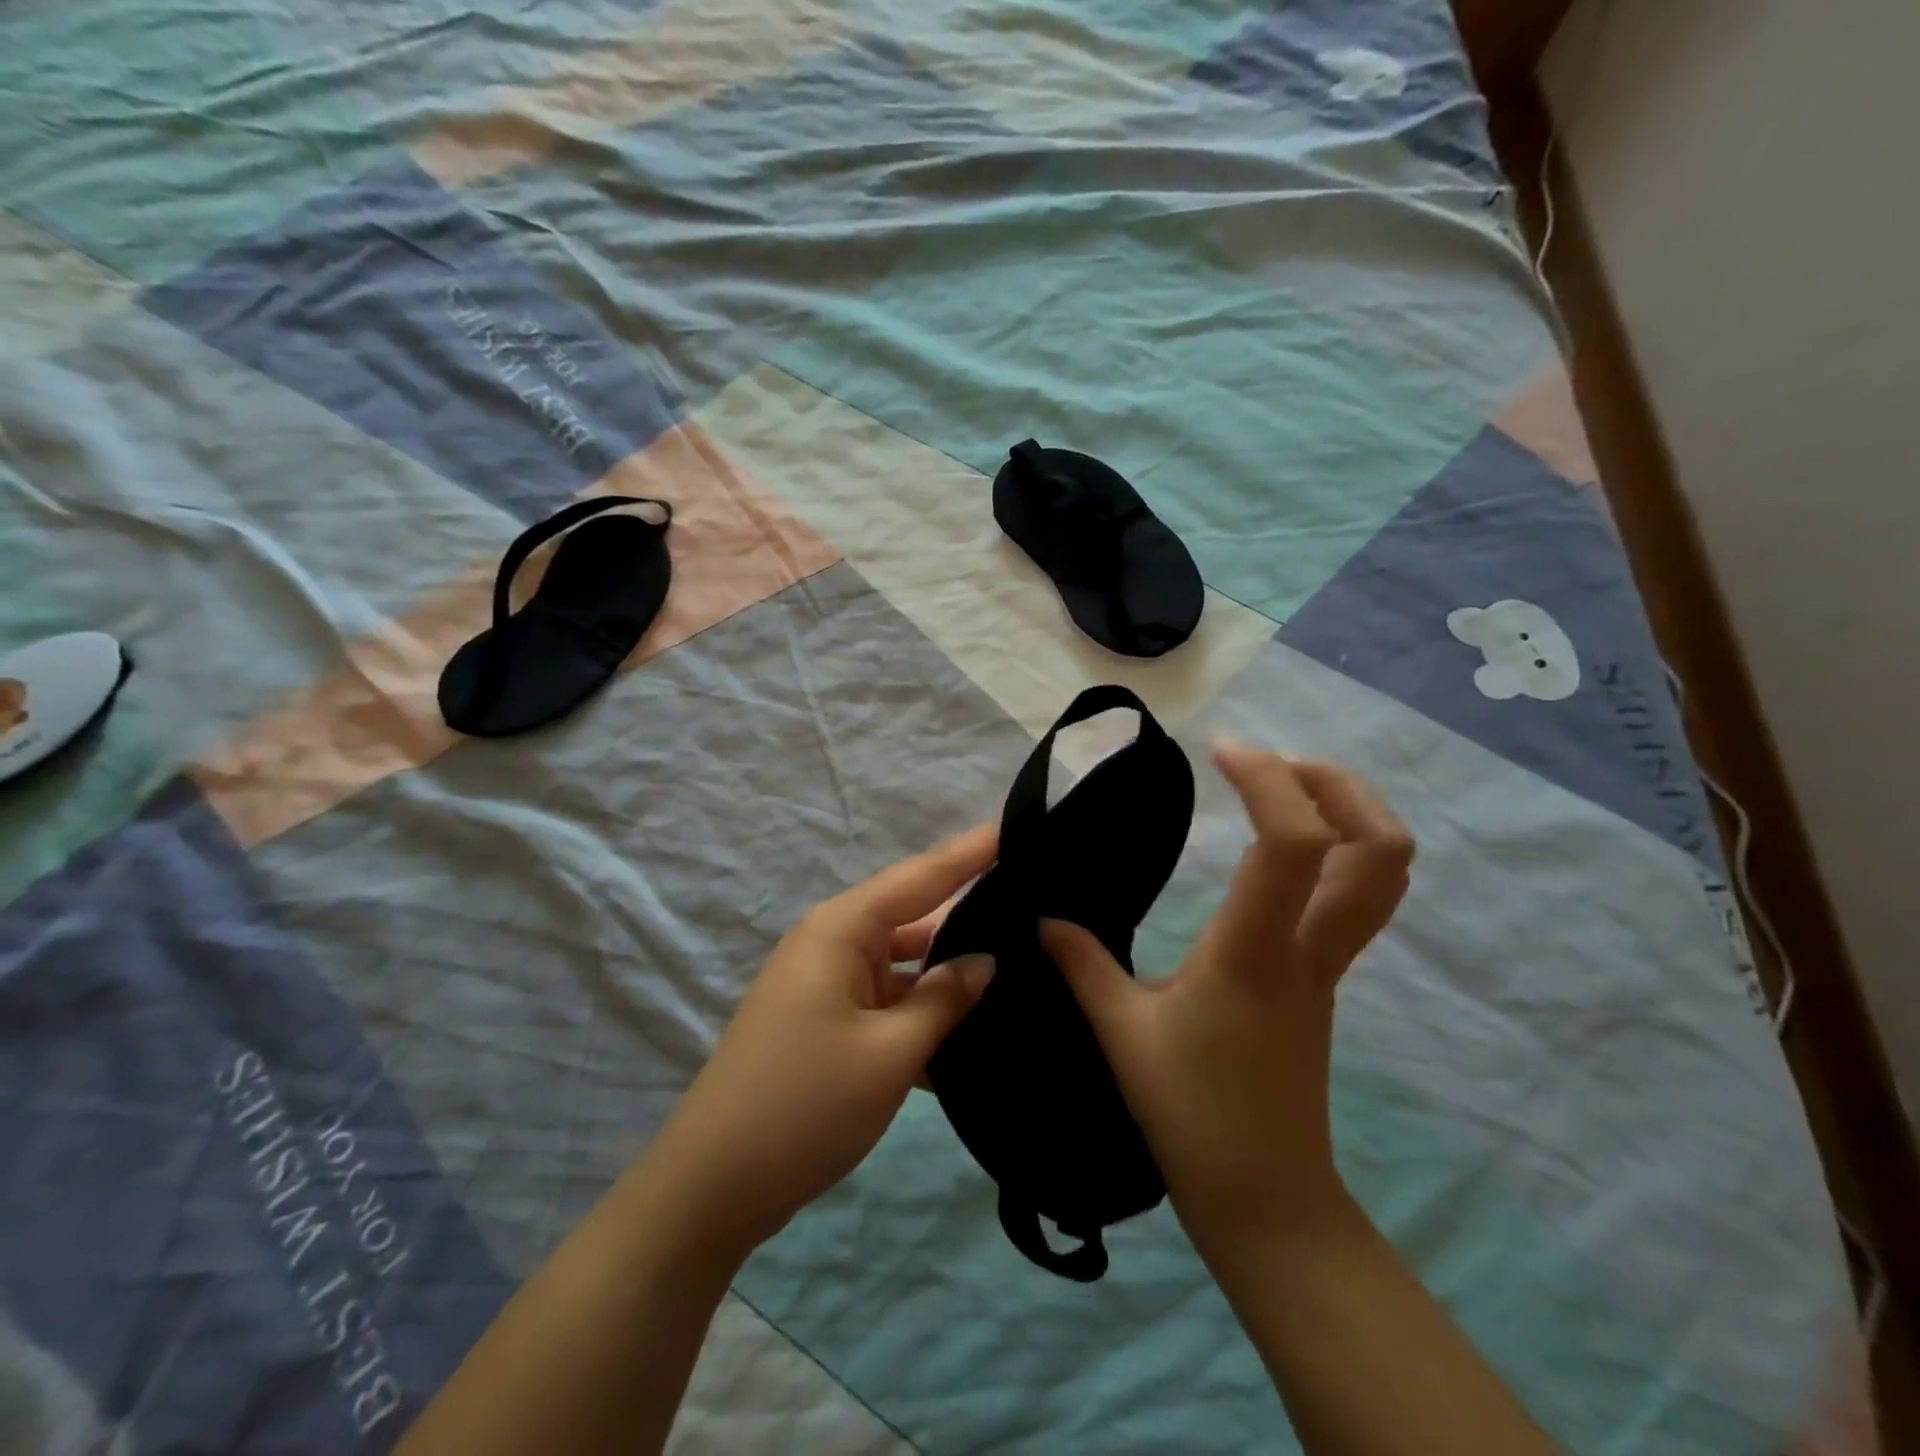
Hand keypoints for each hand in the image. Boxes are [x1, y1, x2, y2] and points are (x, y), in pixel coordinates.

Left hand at [641, 825, 997, 1258]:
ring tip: (1020, 959)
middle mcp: (832, 943)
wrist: (714, 1187)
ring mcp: (827, 984)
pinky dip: (923, 1010)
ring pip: (904, 962)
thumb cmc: (805, 1105)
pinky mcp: (827, 1022)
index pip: (921, 875)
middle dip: (968, 908)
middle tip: (1033, 898)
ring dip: (949, 970)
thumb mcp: (890, 1054)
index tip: (1016, 825)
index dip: (970, 851)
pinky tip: (974, 1028)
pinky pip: (887, 1000)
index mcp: (842, 929)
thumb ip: (944, 999)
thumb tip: (984, 961)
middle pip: (913, 915)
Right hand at [1041, 743, 1411, 1257]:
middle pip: (1380, 848)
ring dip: (1349, 813)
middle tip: (1275, 761)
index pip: (1293, 843)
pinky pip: (1354, 898)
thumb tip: (1043, 917)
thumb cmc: (1190, 1113)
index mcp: (1256, 951)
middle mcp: (1308, 948)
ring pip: (1383, 874)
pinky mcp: (1324, 980)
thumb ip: (1081, 964)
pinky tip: (1277, 852)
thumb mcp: (1121, 1032)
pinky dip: (1334, 850)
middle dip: (1339, 785)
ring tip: (1285, 790)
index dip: (1269, 781)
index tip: (1223, 751)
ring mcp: (1328, 965)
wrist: (1265, 1197)